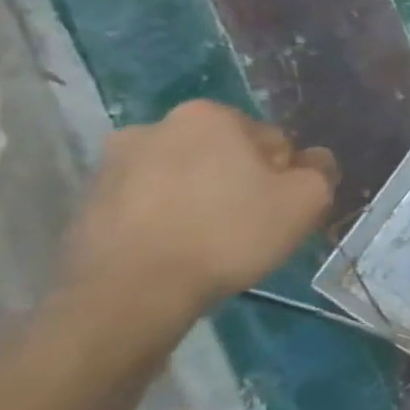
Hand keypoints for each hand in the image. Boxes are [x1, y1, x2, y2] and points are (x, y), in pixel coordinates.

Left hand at [59, 101, 338, 325]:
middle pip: (224, 154)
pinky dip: (166, 219)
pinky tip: (177, 249)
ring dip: (201, 198)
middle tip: (250, 224)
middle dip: (240, 181)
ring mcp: (112, 164)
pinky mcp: (88, 202)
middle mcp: (155, 126)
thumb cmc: (229, 233)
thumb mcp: (307, 199)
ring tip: (209, 241)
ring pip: (184, 177)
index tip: (280, 207)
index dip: (284, 175)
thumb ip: (321, 169)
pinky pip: (148, 203)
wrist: (131, 293)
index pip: (272, 141)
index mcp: (209, 116)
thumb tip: (312, 161)